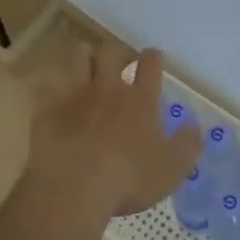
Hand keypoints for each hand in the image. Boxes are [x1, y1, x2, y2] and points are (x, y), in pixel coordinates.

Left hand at [27, 45, 203, 220]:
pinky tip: (49, 93)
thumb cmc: (128, 179)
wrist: (74, 188)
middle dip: (115, 52)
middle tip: (118, 62)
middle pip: (110, 52)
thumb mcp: (171, 169)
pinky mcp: (47, 109)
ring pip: (76, 60)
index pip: (150, 64)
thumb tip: (195, 125)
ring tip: (84, 69)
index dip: (153, 58)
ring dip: (81, 60)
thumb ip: (187, 146)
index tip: (154, 59)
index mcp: (140, 100)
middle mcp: (108, 89)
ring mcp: (75, 96)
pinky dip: (48, 87)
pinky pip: (44, 87)